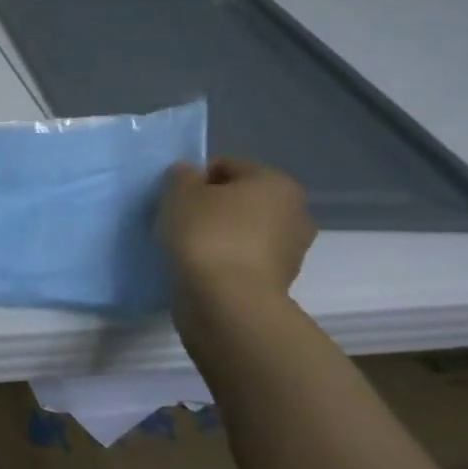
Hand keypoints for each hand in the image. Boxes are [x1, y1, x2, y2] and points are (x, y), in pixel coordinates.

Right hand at [158, 158, 315, 297]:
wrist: (227, 302)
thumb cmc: (206, 234)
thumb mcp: (179, 192)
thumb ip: (182, 175)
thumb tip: (190, 175)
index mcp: (275, 182)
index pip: (226, 166)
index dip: (194, 178)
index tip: (173, 199)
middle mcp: (294, 211)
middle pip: (239, 199)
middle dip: (211, 207)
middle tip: (179, 222)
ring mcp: (291, 250)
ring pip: (242, 231)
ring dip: (218, 235)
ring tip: (186, 249)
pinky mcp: (278, 281)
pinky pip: (242, 259)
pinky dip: (223, 260)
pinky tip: (200, 269)